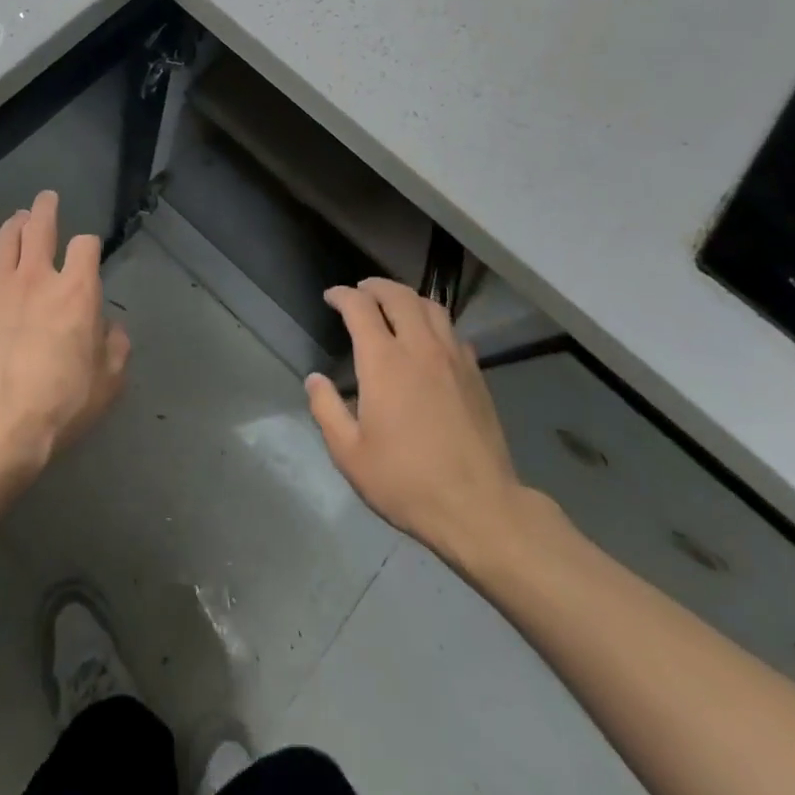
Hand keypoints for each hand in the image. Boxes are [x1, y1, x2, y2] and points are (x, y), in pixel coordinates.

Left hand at [0, 191, 129, 484]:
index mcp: (76, 291)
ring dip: (14, 225)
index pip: (85, 245)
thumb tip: (108, 327)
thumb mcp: (109, 381)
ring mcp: (0, 288)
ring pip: (5, 239)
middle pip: (40, 225)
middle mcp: (38, 277)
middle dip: (46, 208)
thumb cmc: (61, 404)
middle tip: (47, 199)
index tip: (87, 253)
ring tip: (18, 220)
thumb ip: (115, 345)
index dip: (89, 245)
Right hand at [307, 278, 535, 568]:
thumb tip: (315, 379)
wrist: (479, 508)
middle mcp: (419, 347)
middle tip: (360, 291)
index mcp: (384, 362)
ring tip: (394, 306)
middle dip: (375, 286)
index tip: (331, 297)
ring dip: (407, 298)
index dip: (342, 295)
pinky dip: (433, 322)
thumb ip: (327, 410)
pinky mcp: (476, 375)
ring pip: (431, 307)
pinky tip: (429, 340)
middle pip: (398, 295)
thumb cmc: (406, 481)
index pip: (360, 307)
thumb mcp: (350, 454)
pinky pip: (453, 331)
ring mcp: (452, 358)